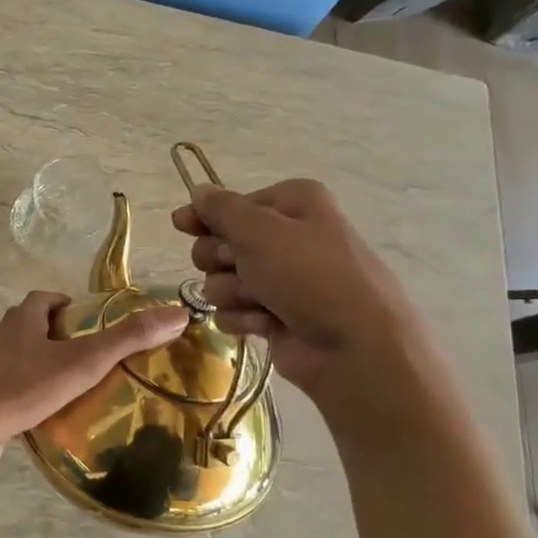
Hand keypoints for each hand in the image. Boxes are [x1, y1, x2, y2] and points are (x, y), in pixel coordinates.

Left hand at [0, 291, 188, 469]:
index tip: (89, 323)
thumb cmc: (24, 387)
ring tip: (67, 387)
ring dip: (37, 365)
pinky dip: (22, 391)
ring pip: (15, 357)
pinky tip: (39, 413)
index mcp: (20, 320)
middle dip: (54, 336)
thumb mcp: (83, 362)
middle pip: (28, 326)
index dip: (66, 305)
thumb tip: (177, 314)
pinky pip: (3, 386)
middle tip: (85, 357)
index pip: (44, 299)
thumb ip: (128, 339)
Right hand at [171, 179, 433, 411]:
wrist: (354, 347)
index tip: (183, 226)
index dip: (206, 218)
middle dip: (221, 259)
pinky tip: (265, 324)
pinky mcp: (275, 316)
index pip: (231, 205)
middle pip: (221, 243)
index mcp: (294, 204)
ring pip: (222, 280)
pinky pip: (234, 310)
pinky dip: (244, 317)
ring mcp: (282, 280)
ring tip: (260, 302)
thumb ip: (221, 209)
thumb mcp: (260, 231)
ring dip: (233, 292)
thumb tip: (198, 190)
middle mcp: (288, 237)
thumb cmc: (310, 276)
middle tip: (240, 267)